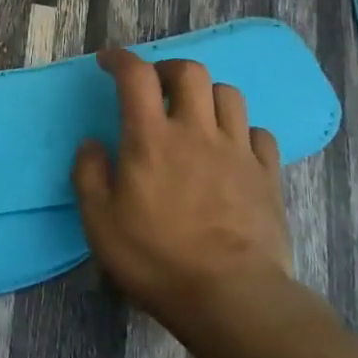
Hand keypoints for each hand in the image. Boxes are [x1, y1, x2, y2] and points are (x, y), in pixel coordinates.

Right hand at [72, 48, 296, 331]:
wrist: (232, 298)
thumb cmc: (156, 259)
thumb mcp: (99, 223)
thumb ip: (89, 175)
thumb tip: (93, 143)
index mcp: (151, 139)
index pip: (136, 75)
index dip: (120, 59)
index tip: (108, 62)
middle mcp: (196, 132)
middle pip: (190, 72)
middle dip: (168, 68)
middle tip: (155, 87)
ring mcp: (237, 151)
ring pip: (229, 94)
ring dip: (206, 95)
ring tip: (195, 115)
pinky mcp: (267, 175)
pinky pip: (259, 133)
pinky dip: (241, 130)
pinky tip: (231, 148)